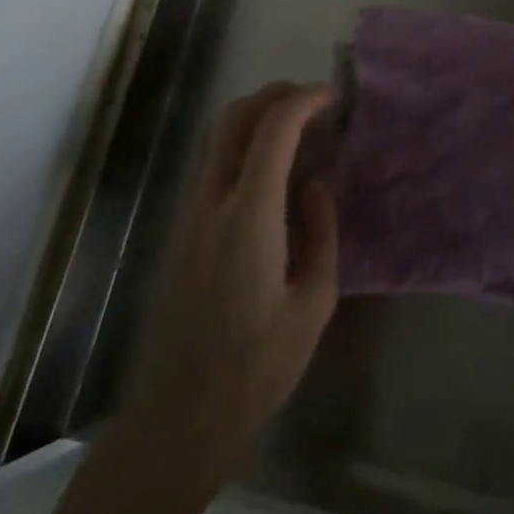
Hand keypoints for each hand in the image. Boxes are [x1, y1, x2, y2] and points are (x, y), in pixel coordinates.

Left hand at [124, 81, 339, 464]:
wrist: (179, 419)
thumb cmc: (257, 365)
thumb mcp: (314, 303)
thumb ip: (322, 232)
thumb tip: (315, 187)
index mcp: (250, 214)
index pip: (274, 128)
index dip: (306, 100)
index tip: (333, 96)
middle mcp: (212, 202)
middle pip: (235, 116)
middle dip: (276, 95)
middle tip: (313, 103)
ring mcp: (189, 215)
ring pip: (216, 137)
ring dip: (255, 117)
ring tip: (296, 132)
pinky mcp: (181, 232)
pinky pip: (211, 164)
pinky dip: (241, 146)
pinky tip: (270, 174)